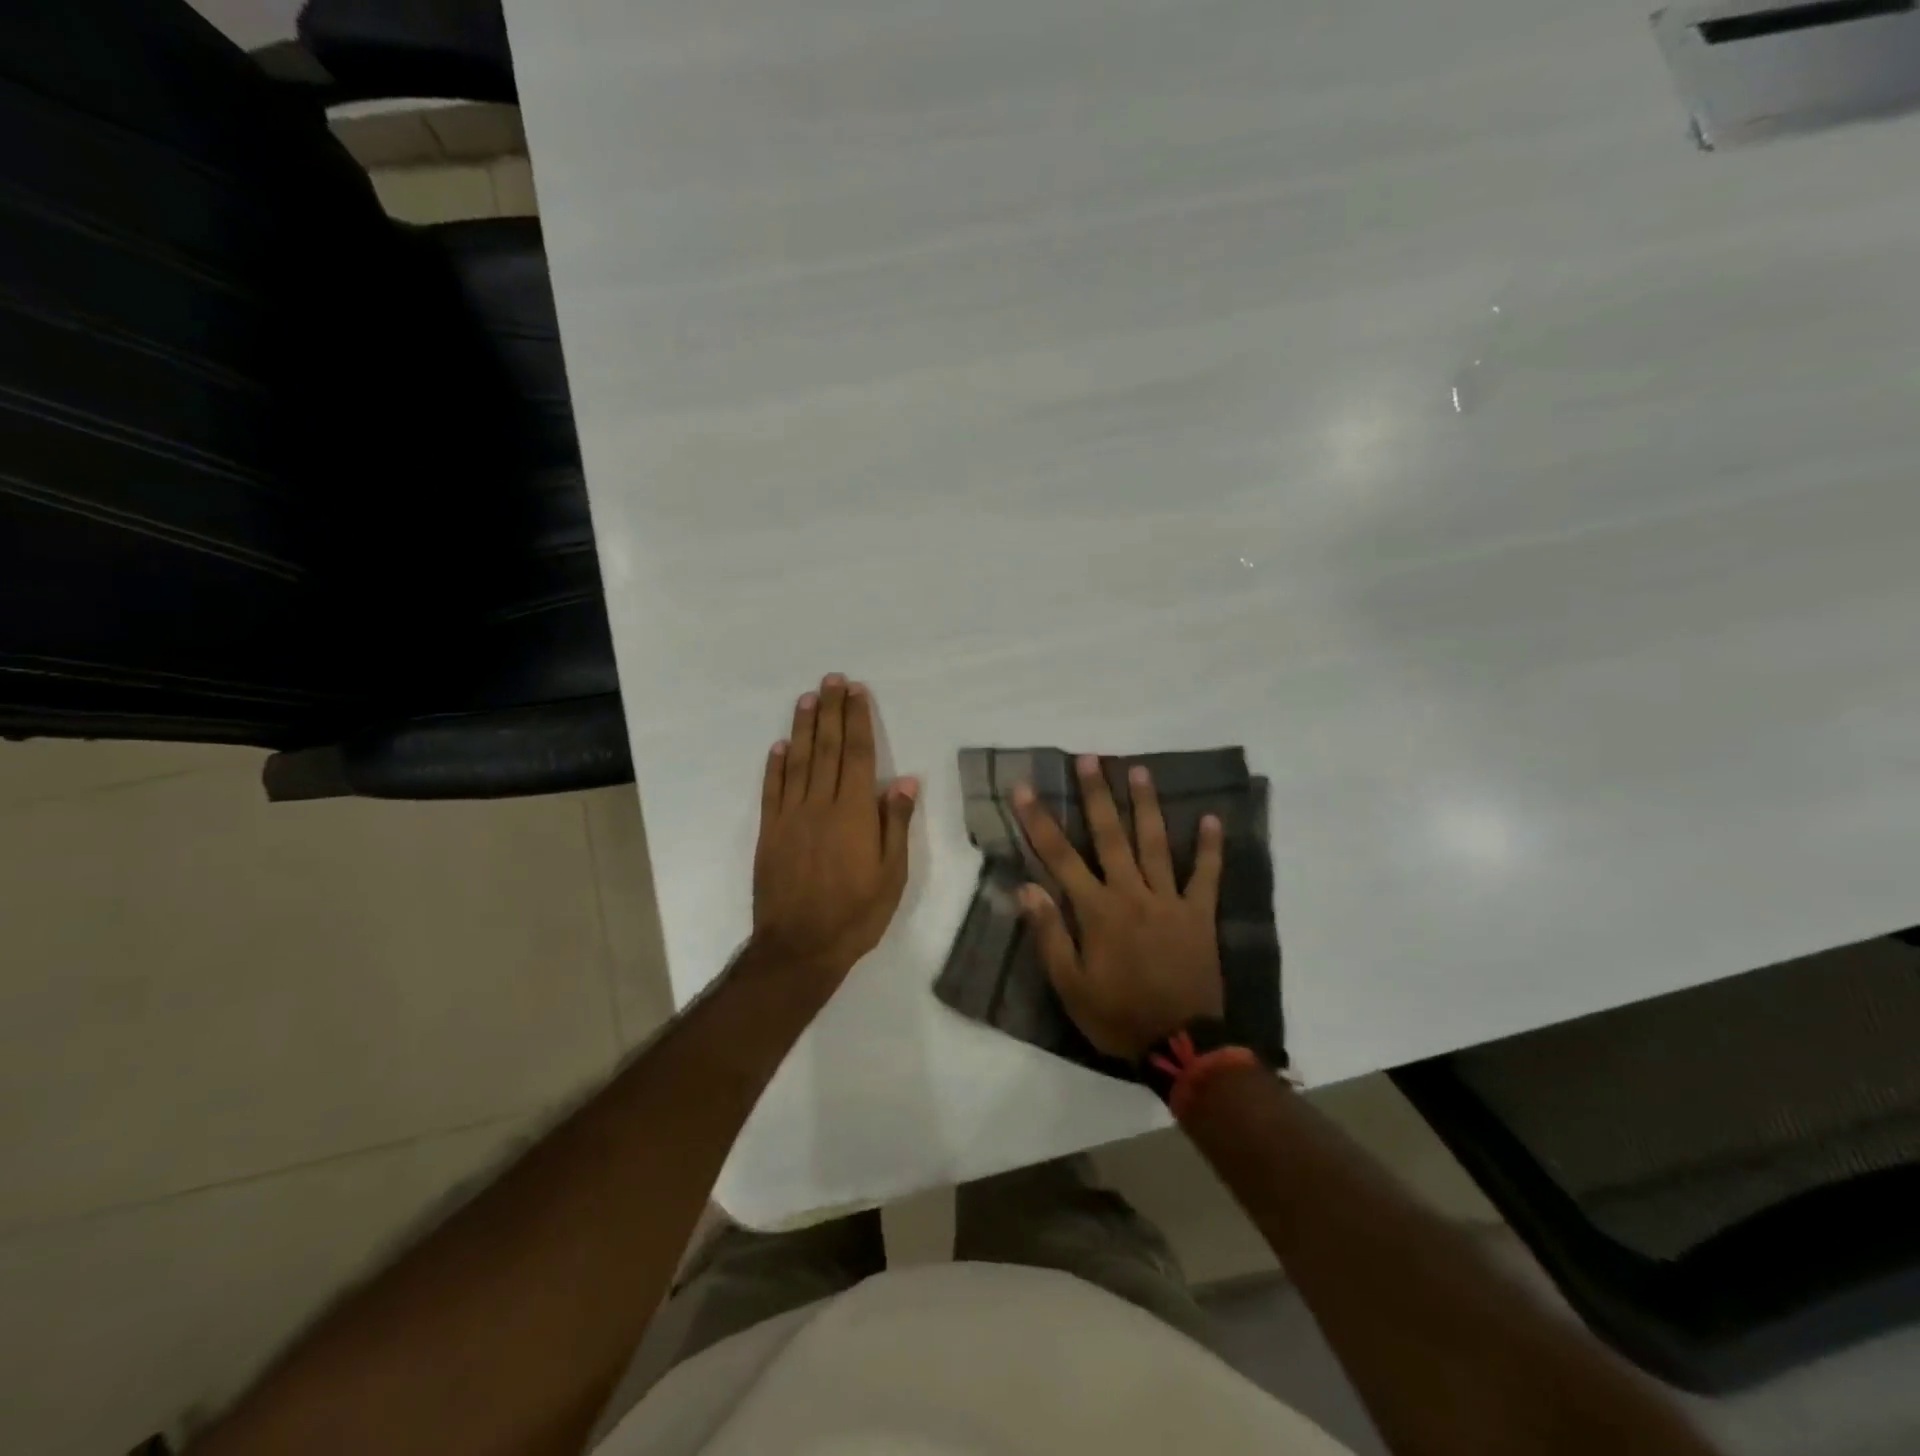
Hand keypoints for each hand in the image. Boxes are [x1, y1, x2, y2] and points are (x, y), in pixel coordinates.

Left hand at [752, 674, 918, 984]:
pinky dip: (775, 765)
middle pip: (826, 748)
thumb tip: (903, 781)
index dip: (857, 720)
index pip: (856, 754)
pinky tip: (779, 746)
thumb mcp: (891, 875)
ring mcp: (790, 817)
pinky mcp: (768, 832)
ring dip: (803, 728)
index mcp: (853, 813)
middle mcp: (820, 805)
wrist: (799, 947)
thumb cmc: (856, 914)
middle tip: (832, 680)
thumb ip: (895, 825)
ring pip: (797, 762)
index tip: (857, 692)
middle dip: (830, 711)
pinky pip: (772, 790)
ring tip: (808, 698)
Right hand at [1013, 756, 1224, 1060]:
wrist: (1182, 1045)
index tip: (1025, 788)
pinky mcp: (1198, 915)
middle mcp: (1131, 893)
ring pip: (1155, 844)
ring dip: (1146, 806)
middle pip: (1110, 836)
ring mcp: (1169, 900)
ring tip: (1139, 771)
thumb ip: (1050, 934)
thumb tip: (1026, 888)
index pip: (1060, 856)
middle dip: (1096, 795)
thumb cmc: (1117, 1015)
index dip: (1039, 820)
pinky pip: (1206, 876)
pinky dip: (1209, 848)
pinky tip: (1211, 818)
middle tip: (1089, 759)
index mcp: (1097, 910)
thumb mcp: (1070, 986)